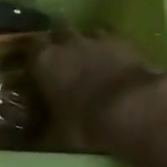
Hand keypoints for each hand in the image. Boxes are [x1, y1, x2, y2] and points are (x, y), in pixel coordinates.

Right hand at [30, 32, 166, 156]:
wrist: (134, 108)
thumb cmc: (87, 122)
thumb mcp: (60, 133)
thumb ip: (48, 126)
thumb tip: (40, 132)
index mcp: (44, 60)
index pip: (32, 48)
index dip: (35, 57)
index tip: (38, 68)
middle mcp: (67, 42)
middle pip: (58, 33)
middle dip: (60, 45)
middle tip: (65, 64)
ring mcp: (97, 38)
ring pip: (86, 34)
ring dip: (87, 46)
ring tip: (92, 65)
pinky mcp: (124, 41)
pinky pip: (112, 41)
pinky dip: (112, 51)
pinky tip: (117, 67)